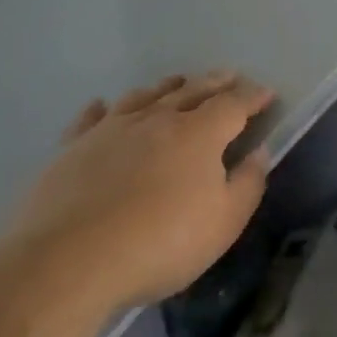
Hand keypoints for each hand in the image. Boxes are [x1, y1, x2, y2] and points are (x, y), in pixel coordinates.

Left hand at [11, 72, 274, 307]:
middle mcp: (157, 120)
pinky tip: (102, 105)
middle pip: (192, 91)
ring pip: (145, 97)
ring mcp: (111, 130)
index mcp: (198, 134)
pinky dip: (103, 108)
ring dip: (166, 87)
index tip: (266, 93)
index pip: (233, 105)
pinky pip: (92, 118)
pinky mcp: (73, 148)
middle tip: (229, 76)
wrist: (69, 261)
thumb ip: (248, 184)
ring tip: (177, 82)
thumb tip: (259, 153)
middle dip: (215, 82)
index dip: (253, 97)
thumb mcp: (224, 223)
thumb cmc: (161, 243)